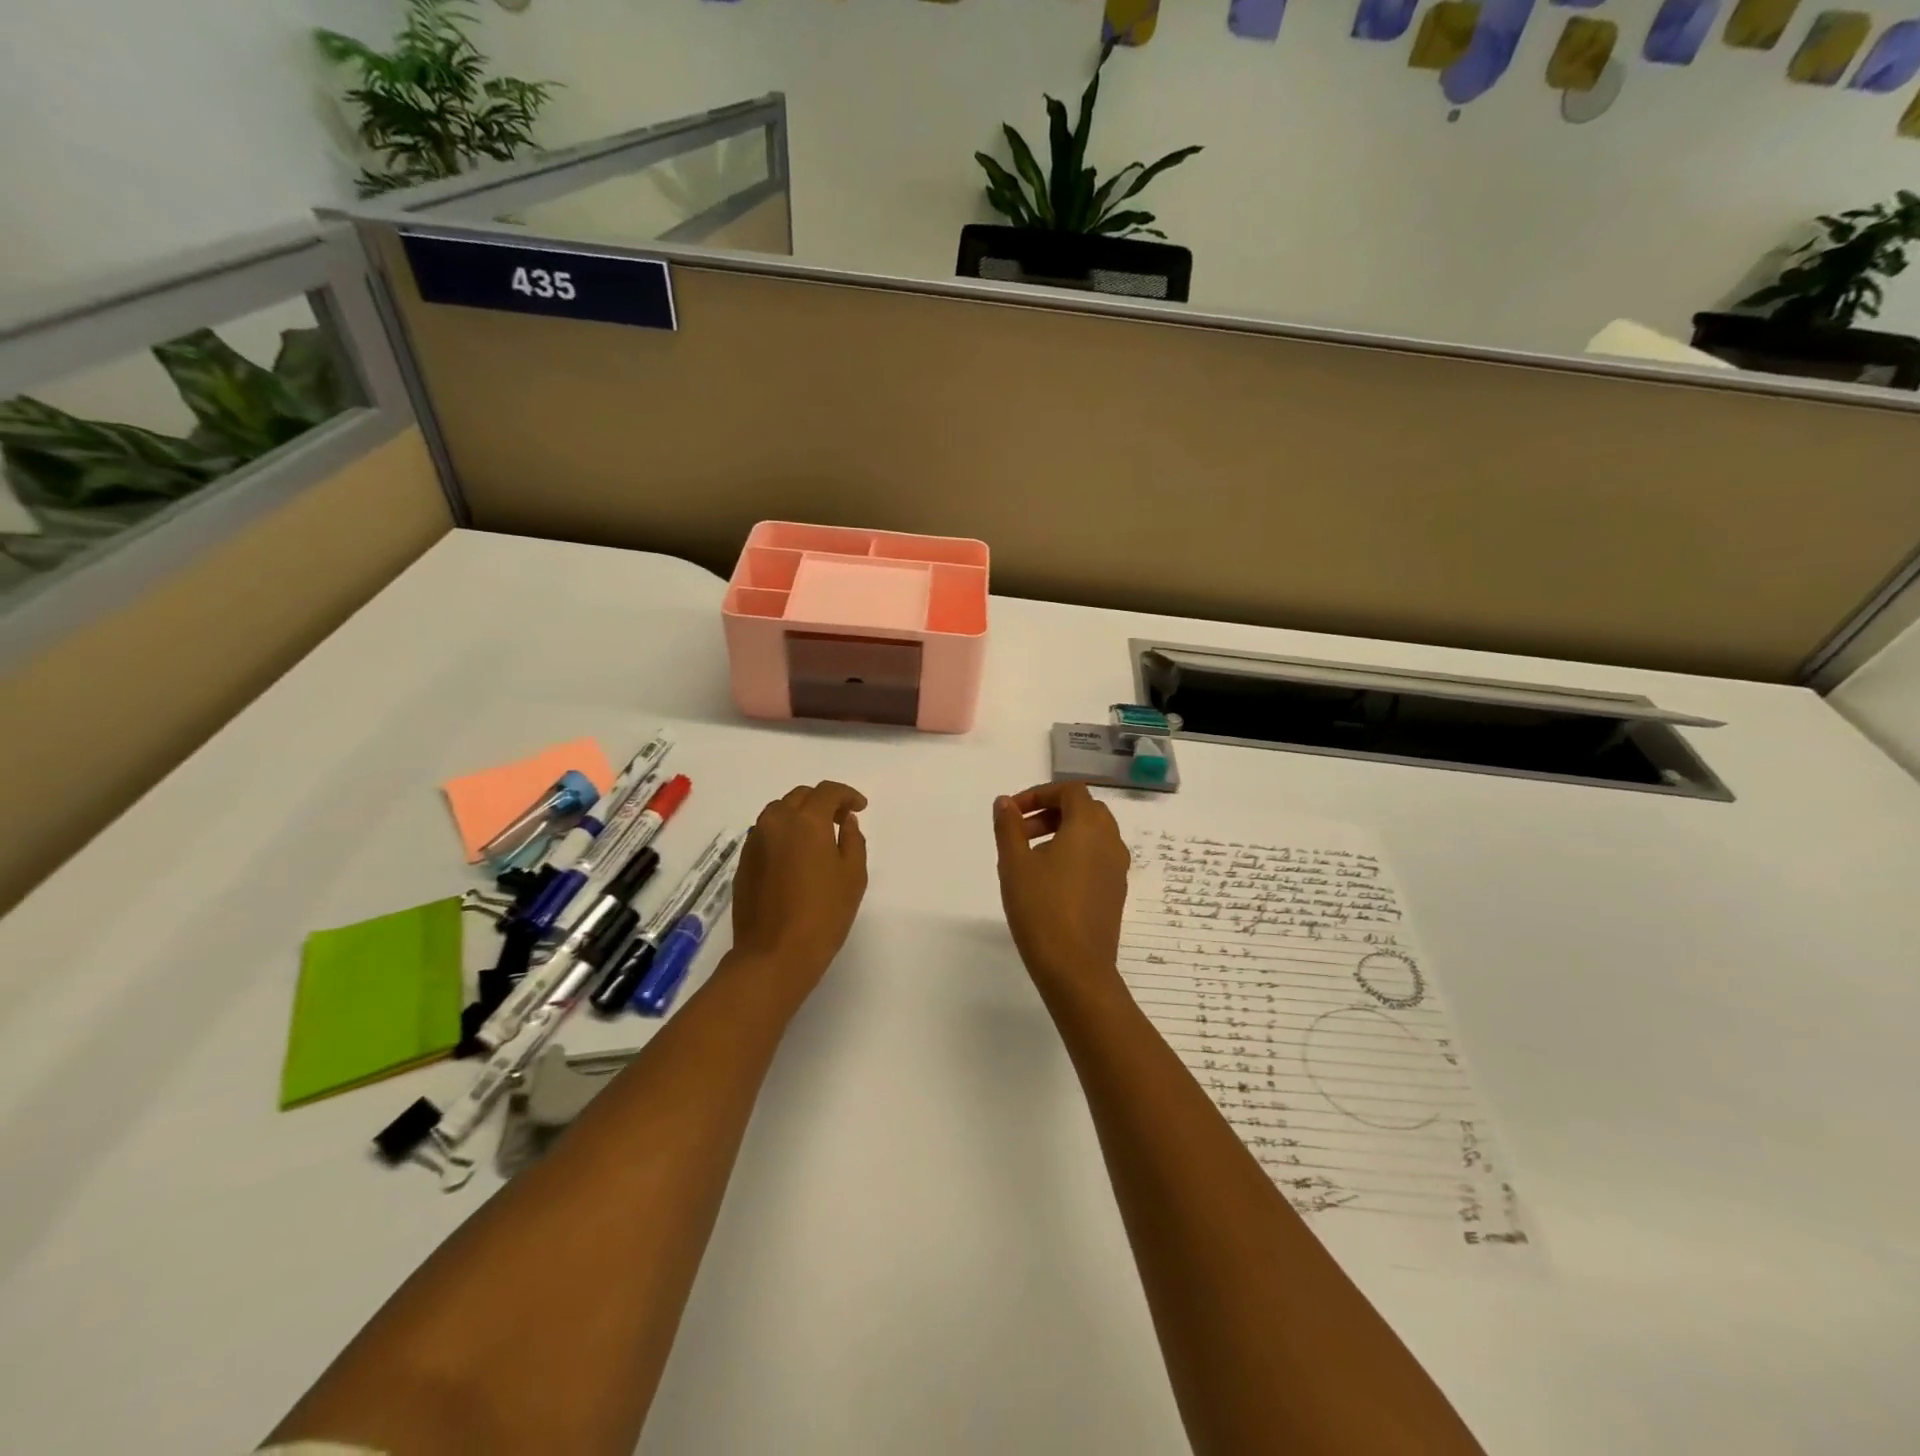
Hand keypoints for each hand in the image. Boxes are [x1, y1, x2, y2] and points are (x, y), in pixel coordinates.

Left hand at [730, 781, 868, 998]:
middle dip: (822, 802)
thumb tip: (846, 822)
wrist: (774, 953)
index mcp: (806, 821)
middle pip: (800, 797)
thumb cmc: (823, 914)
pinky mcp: (744, 861)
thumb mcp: (853, 875)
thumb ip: (853, 840)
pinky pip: (766, 834)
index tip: (860, 807)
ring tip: (817, 837)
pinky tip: (796, 857)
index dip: (847, 795)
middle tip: (841, 820)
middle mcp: (776, 822)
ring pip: (779, 812)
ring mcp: (755, 841)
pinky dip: (783, 833)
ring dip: (800, 815)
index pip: (827, 792)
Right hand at [992, 783, 1130, 1003]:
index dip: (1039, 794)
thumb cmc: (1041, 909)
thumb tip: (1005, 802)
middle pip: (1084, 809)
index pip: (1070, 791)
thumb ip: (1009, 827)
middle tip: (1021, 832)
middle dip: (1051, 812)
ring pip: (1093, 835)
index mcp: (1089, 827)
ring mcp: (1118, 869)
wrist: (1076, 968)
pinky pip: (1098, 858)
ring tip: (1031, 857)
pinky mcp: (1116, 893)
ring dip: (1063, 833)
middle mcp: (1111, 841)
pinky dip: (1076, 854)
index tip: (1012, 813)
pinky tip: (1050, 881)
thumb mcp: (1014, 864)